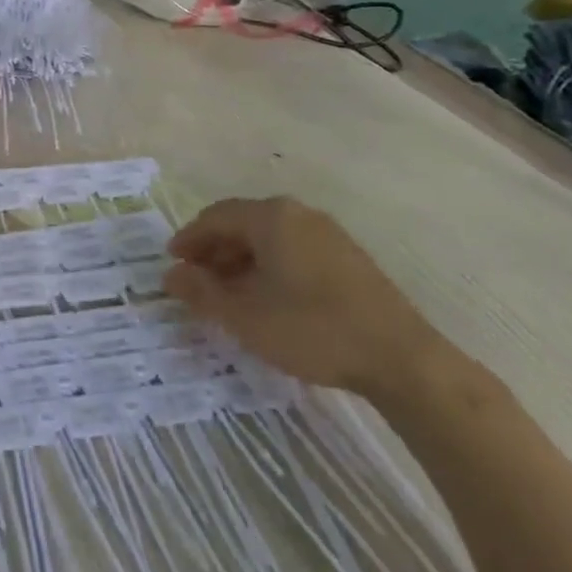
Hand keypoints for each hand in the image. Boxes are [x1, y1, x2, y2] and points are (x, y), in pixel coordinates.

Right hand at [165, 195, 456, 399]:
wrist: (401, 358)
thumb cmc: (312, 329)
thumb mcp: (245, 317)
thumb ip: (202, 293)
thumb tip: (171, 275)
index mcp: (271, 217)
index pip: (215, 217)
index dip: (189, 239)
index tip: (172, 263)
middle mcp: (298, 214)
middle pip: (242, 223)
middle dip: (214, 250)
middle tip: (196, 280)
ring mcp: (328, 233)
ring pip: (269, 238)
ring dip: (241, 260)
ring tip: (228, 294)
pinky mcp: (347, 257)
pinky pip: (293, 249)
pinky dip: (269, 266)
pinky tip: (268, 298)